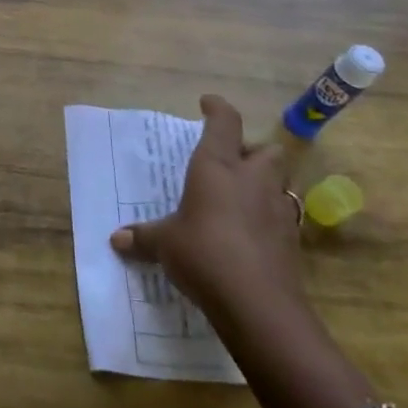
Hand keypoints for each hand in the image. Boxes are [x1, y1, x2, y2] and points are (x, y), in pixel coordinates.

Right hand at [110, 95, 303, 321]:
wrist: (258, 304)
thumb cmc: (203, 254)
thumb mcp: (165, 244)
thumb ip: (143, 237)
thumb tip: (116, 239)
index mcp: (217, 166)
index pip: (224, 122)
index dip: (217, 108)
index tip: (207, 103)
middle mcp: (252, 179)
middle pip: (266, 150)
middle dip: (252, 151)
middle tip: (231, 163)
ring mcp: (277, 209)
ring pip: (279, 182)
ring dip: (263, 184)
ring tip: (241, 199)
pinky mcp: (291, 241)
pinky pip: (281, 217)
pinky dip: (268, 218)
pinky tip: (250, 234)